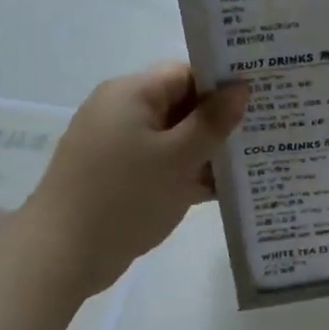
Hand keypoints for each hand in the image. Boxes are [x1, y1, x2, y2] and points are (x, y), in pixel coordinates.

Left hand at [25, 63, 247, 294]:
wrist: (61, 256)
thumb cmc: (124, 197)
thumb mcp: (178, 158)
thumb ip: (213, 121)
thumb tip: (241, 87)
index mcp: (131, 94)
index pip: (186, 73)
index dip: (223, 85)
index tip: (261, 99)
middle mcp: (123, 112)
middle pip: (182, 105)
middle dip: (221, 121)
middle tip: (266, 130)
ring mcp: (120, 146)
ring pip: (175, 138)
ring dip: (208, 151)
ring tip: (255, 160)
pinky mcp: (120, 177)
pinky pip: (163, 164)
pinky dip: (189, 173)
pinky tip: (226, 188)